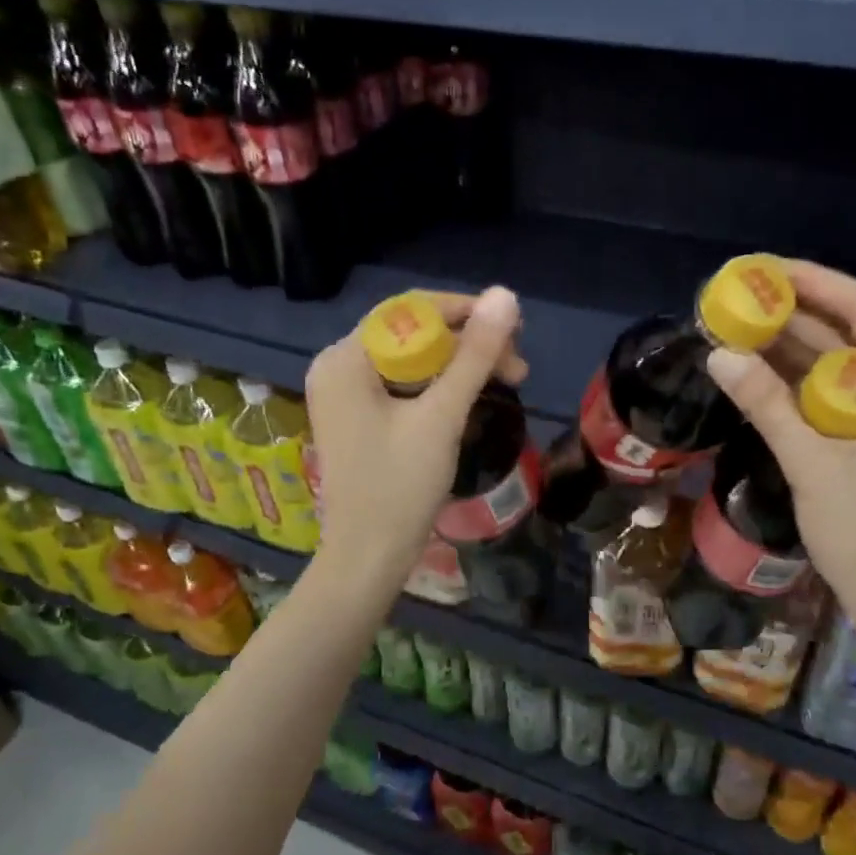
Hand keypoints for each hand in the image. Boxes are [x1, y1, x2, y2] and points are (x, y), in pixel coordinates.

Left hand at [305, 287, 524, 586]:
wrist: (369, 558)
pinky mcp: (359, 419)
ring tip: (507, 383)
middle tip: (517, 370)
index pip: (409, 311)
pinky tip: (472, 400)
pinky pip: (404, 386)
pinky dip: (440, 389)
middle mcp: (338, 368)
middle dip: (468, 346)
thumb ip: (474, 355)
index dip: (465, 313)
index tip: (514, 332)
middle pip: (411, 335)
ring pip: (412, 362)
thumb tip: (505, 296)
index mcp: (345, 359)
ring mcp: (346, 396)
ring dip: (460, 368)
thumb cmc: (400, 486)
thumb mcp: (441, 416)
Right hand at [705, 262, 855, 643]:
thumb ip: (768, 406)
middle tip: (741, 300)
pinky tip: (764, 373)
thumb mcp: (815, 467)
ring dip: (797, 349)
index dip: (816, 284)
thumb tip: (718, 354)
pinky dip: (805, 384)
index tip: (765, 269)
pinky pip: (845, 396)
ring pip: (849, 366)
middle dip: (798, 316)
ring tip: (741, 328)